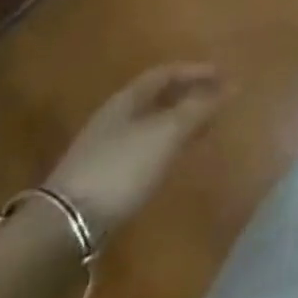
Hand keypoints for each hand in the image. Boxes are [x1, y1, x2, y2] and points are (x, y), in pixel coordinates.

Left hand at [46, 64, 225, 240]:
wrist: (65, 226)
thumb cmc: (121, 168)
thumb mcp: (167, 133)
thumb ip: (199, 108)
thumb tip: (232, 86)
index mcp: (128, 99)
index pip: (166, 73)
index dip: (196, 71)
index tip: (225, 75)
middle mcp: (115, 117)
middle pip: (157, 97)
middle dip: (189, 95)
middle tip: (219, 101)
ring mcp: (106, 148)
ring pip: (151, 124)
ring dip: (179, 121)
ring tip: (205, 128)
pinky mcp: (104, 177)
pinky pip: (145, 147)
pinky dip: (167, 145)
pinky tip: (176, 158)